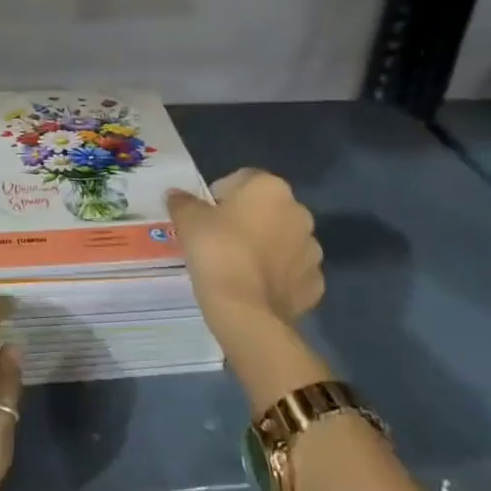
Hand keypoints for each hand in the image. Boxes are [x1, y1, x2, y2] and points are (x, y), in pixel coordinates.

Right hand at [168, 169, 324, 357]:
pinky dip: (277, 276)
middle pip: (266, 209)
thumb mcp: (188, 220)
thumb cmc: (217, 251)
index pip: (242, 179)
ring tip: (237, 266)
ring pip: (282, 240)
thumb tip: (176, 195)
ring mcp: (311, 250)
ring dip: (266, 246)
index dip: (220, 195)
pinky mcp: (314, 283)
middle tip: (219, 239)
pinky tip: (255, 287)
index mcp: (270, 188)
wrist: (246, 311)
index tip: (205, 215)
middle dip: (247, 220)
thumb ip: (183, 202)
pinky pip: (292, 271)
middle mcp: (299, 212)